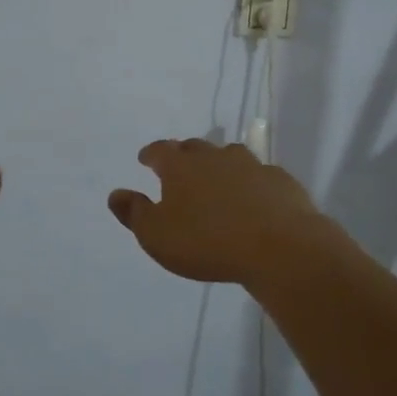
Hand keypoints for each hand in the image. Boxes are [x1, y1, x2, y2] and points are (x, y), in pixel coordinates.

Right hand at [108, 139, 333, 285]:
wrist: (279, 247)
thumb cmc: (207, 242)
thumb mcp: (157, 236)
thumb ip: (135, 213)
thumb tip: (116, 194)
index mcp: (180, 167)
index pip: (160, 150)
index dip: (151, 153)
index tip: (145, 159)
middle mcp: (214, 157)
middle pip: (195, 148)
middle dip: (184, 156)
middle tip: (179, 169)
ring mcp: (251, 166)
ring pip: (230, 156)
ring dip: (220, 165)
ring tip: (217, 180)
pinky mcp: (280, 181)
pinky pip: (260, 176)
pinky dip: (251, 183)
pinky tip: (254, 199)